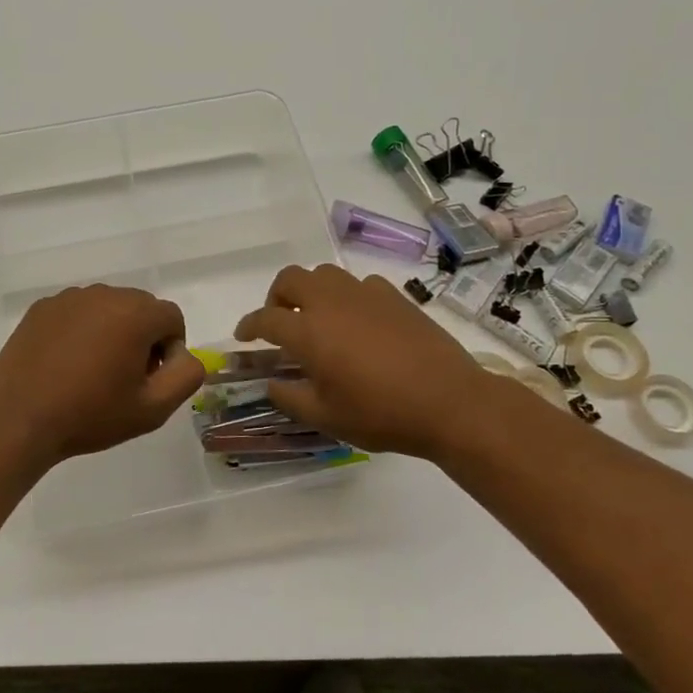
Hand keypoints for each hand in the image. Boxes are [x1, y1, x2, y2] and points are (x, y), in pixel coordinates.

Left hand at [0, 285, 206, 467]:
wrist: (21, 419)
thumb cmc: (91, 415)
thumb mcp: (153, 409)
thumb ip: (186, 375)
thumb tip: (183, 355)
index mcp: (135, 313)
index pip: (171, 318)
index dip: (169, 350)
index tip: (149, 379)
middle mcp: (103, 294)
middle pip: (140, 308)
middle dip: (142, 337)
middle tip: (123, 377)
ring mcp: (68, 298)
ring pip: (107, 308)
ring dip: (110, 331)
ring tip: (92, 371)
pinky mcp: (41, 308)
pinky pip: (76, 312)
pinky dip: (80, 330)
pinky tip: (65, 364)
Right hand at [233, 264, 507, 460]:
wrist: (449, 402)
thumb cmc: (381, 414)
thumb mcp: (325, 417)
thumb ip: (289, 398)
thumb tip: (272, 384)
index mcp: (308, 332)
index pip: (265, 319)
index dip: (248, 326)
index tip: (243, 337)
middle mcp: (331, 303)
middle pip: (291, 279)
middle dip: (276, 297)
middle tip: (280, 322)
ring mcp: (365, 295)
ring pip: (325, 274)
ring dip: (311, 291)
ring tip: (317, 318)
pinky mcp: (395, 297)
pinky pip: (360, 284)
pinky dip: (348, 297)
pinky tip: (358, 321)